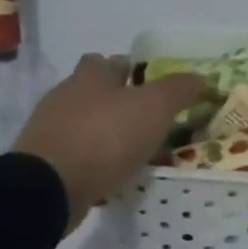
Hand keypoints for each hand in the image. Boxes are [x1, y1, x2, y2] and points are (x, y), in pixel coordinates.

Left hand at [12, 55, 208, 232]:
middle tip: (147, 124)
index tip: (152, 89)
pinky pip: (76, 157)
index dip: (131, 71)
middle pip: (95, 93)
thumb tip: (203, 79)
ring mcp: (50, 130)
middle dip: (119, 105)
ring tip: (134, 155)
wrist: (49, 186)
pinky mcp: (44, 163)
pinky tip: (111, 178)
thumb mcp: (154, 107)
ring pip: (85, 125)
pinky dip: (93, 164)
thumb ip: (179, 89)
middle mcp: (65, 96)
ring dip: (106, 136)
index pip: (110, 62)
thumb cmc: (105, 137)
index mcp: (90, 76)